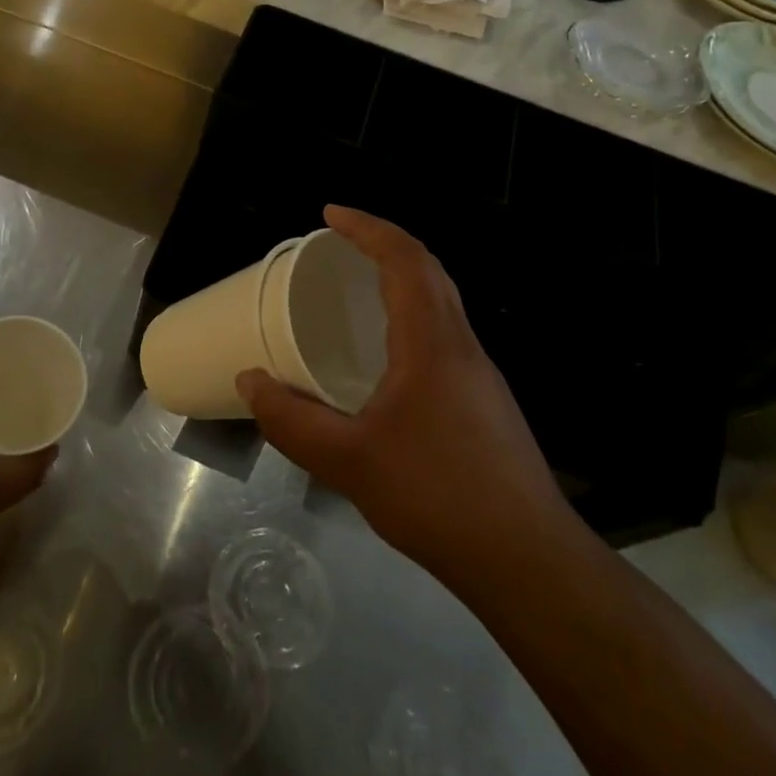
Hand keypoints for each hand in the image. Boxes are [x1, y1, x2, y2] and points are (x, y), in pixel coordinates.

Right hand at [239, 207, 573, 585]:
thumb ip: (291, 419)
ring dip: (401, 280)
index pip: (405, 259)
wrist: (526, 560)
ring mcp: (480, 374)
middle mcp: (462, 345)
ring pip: (442, 302)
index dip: (367, 228)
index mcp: (432, 342)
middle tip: (338, 243)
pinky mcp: (485, 402)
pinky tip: (384, 357)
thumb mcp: (347, 461)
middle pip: (429, 270)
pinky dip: (411, 317)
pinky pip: (444, 334)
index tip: (329, 215)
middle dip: (383, 244)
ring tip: (355, 290)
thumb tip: (248, 381)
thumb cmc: (435, 496)